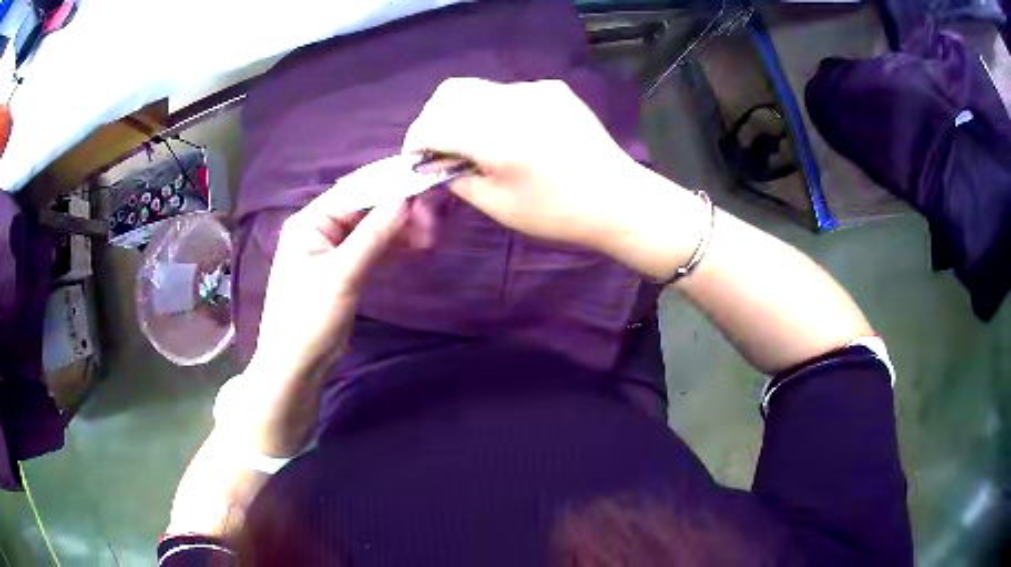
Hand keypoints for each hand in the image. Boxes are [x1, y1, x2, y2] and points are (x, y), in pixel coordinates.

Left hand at [252, 191, 431, 381]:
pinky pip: (373, 249)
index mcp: (310, 221)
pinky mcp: (346, 269)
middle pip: (366, 208)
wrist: (297, 365)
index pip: (354, 191)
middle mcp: (321, 229)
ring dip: (401, 230)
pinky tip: (418, 247)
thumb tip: (406, 198)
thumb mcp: (341, 275)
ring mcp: (334, 250)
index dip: (390, 185)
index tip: (426, 185)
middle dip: (400, 211)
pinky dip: (394, 247)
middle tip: (434, 220)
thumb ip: (373, 235)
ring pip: (373, 229)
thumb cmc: (309, 317)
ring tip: (433, 236)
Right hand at [403, 78, 647, 252]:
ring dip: (462, 111)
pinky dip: (494, 109)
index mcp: (495, 138)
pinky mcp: (552, 89)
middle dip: (433, 118)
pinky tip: (512, 133)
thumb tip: (437, 163)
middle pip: (449, 93)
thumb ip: (457, 178)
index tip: (417, 159)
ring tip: (474, 140)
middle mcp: (511, 102)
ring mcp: (535, 90)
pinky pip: (507, 91)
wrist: (617, 199)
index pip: (433, 125)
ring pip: (477, 88)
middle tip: (440, 146)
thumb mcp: (498, 205)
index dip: (416, 141)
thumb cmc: (557, 212)